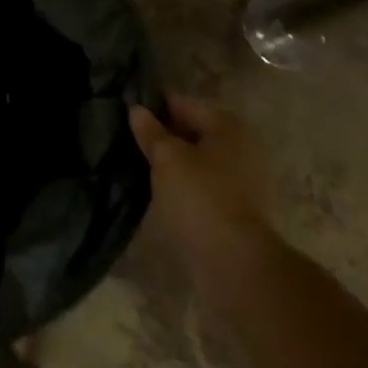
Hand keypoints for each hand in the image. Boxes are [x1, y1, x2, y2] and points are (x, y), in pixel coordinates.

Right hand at [131, 93, 275, 288]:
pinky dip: (182, 185)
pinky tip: (157, 190)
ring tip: (138, 164)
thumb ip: (151, 132)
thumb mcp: (168, 159)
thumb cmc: (200, 198)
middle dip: (163, 135)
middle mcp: (240, 148)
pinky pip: (201, 185)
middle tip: (128, 139)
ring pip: (196, 161)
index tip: (125, 110)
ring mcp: (241, 181)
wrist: (235, 263)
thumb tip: (137, 110)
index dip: (154, 106)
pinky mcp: (235, 209)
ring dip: (172, 162)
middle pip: (193, 132)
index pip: (183, 104)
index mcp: (228, 127)